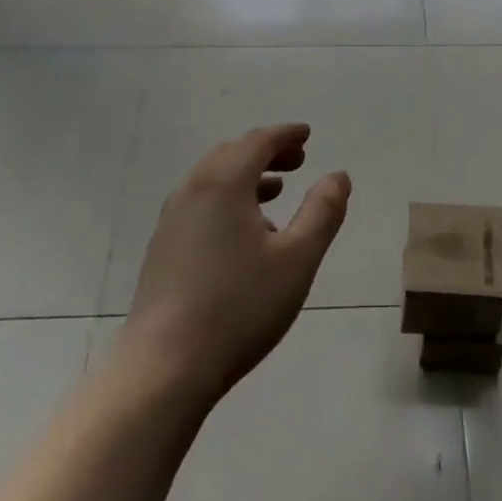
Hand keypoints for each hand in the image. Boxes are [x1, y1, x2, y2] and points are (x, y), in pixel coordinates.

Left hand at [117, 124, 350, 411]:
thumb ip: (323, 211)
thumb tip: (338, 175)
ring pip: (212, 179)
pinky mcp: (163, 248)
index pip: (257, 141)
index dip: (285, 134)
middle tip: (298, 160)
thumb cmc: (240, 306)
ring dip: (247, 176)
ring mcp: (172, 220)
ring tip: (277, 191)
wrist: (165, 366)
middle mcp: (192, 191)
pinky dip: (228, 198)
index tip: (307, 134)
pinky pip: (200, 203)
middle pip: (231, 154)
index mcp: (223, 183)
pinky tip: (245, 232)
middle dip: (266, 151)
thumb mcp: (298, 259)